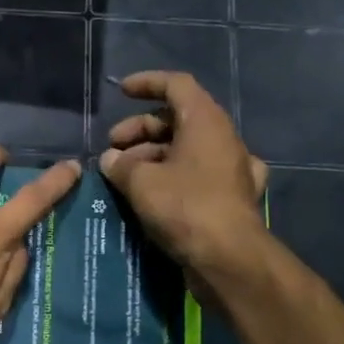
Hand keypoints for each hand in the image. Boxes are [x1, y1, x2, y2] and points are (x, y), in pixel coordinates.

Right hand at [100, 72, 268, 279]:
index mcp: (206, 121)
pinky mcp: (233, 198)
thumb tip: (111, 160)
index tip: (121, 92)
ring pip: (187, 150)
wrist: (229, 259)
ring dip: (153, 157)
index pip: (176, 85)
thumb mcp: (141, 182)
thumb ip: (121, 165)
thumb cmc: (185, 208)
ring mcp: (232, 170)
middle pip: (178, 120)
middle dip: (140, 131)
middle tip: (112, 152)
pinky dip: (176, 180)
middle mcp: (223, 139)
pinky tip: (160, 193)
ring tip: (124, 178)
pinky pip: (200, 177)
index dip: (147, 83)